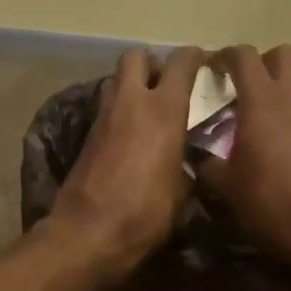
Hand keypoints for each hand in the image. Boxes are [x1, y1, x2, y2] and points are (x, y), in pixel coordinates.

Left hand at [46, 46, 206, 286]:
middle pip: (137, 57)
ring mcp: (103, 117)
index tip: (204, 63)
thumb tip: (186, 163)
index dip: (194, 57)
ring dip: (133, 86)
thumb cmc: (144, 214)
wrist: (87, 234)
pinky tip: (131, 135)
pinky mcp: (86, 136)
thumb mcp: (180, 193)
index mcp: (163, 111)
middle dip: (153, 63)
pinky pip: (107, 108)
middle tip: (168, 84)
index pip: (181, 63)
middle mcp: (131, 103)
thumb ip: (186, 166)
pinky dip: (120, 112)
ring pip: (117, 81)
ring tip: (150, 110)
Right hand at [196, 44, 290, 283]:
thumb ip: (206, 163)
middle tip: (235, 86)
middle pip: (280, 55)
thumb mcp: (226, 186)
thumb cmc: (271, 203)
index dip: (222, 56)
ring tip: (245, 117)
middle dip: (257, 63)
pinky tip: (264, 143)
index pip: (243, 57)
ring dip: (271, 89)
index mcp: (263, 101)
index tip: (206, 69)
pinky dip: (283, 114)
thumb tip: (195, 156)